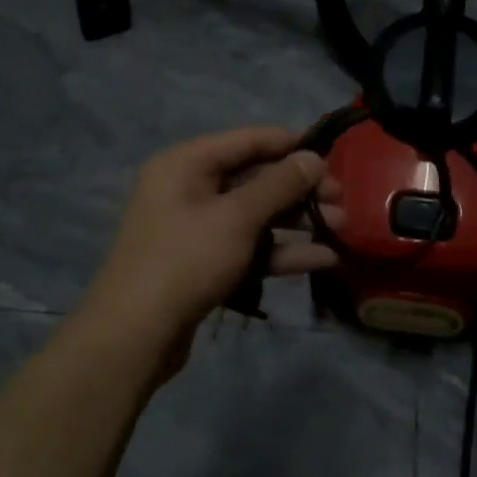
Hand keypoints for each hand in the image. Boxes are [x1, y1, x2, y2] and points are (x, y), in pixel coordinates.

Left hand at [72, 126, 343, 379]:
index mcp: (188, 163)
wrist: (134, 336)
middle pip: (256, 177)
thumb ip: (279, 184)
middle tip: (342, 200)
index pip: (250, 140)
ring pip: (257, 214)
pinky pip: (249, 245)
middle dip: (301, 190)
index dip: (292, 145)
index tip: (333, 156)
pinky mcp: (206, 262)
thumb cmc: (186, 260)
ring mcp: (198, 227)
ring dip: (298, 221)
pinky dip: (282, 250)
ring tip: (342, 228)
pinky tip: (322, 259)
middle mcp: (190, 188)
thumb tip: (313, 157)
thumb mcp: (238, 217)